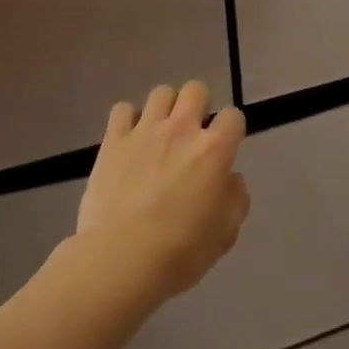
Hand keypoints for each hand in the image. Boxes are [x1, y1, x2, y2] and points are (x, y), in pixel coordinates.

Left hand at [75, 82, 249, 306]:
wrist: (121, 258)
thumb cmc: (180, 252)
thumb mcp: (225, 234)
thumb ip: (235, 199)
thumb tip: (230, 179)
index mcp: (214, 150)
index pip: (233, 116)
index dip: (231, 129)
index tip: (225, 147)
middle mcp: (182, 130)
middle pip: (196, 90)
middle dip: (199, 106)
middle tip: (193, 134)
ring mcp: (144, 130)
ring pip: (161, 93)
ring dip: (166, 109)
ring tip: (161, 133)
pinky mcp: (113, 139)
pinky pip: (123, 109)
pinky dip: (129, 120)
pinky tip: (130, 140)